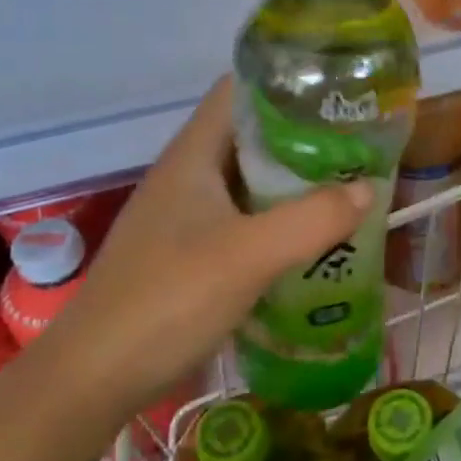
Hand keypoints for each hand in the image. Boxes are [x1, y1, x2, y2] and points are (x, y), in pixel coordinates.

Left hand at [41, 78, 371, 403]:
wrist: (94, 378)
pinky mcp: (189, 254)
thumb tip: (367, 189)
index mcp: (193, 155)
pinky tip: (312, 241)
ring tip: (348, 188)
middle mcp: (188, 176)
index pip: (240, 90)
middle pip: (251, 136)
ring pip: (250, 182)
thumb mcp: (249, 255)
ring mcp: (185, 217)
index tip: (338, 93)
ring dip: (294, 183)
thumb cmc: (168, 300)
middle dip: (304, 138)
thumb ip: (312, 219)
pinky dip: (278, 221)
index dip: (287, 82)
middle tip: (359, 147)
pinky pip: (244, 220)